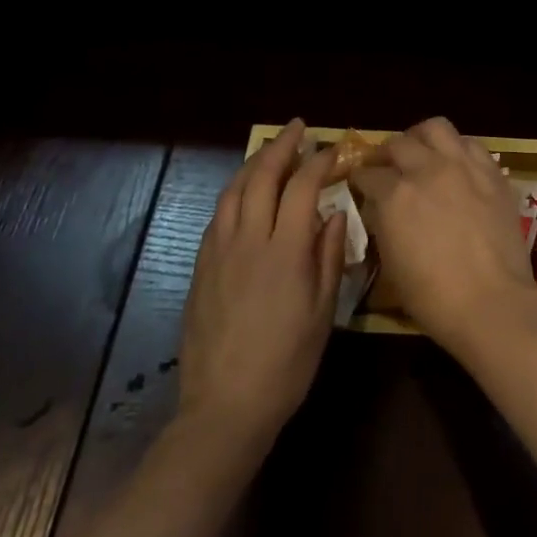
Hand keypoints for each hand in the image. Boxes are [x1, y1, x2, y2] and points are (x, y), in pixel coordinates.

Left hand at [175, 120, 345, 457]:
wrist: (226, 407)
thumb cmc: (287, 362)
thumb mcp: (323, 312)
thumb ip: (330, 256)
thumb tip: (335, 213)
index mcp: (285, 251)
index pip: (303, 187)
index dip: (319, 161)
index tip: (333, 149)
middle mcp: (248, 241)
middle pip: (262, 176)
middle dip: (281, 146)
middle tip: (298, 129)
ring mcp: (219, 253)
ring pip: (233, 191)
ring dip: (253, 164)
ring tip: (270, 151)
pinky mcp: (201, 268)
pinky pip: (217, 216)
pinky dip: (234, 193)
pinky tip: (244, 194)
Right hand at [354, 117, 536, 361]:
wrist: (491, 301)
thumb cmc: (433, 297)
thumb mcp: (391, 263)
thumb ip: (383, 224)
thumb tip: (381, 207)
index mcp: (395, 195)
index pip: (368, 174)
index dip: (360, 178)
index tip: (360, 183)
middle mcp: (427, 169)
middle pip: (398, 143)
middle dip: (386, 153)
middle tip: (386, 166)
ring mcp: (462, 165)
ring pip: (436, 128)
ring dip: (421, 138)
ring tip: (420, 151)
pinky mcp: (491, 170)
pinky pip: (470, 143)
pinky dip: (457, 148)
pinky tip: (455, 162)